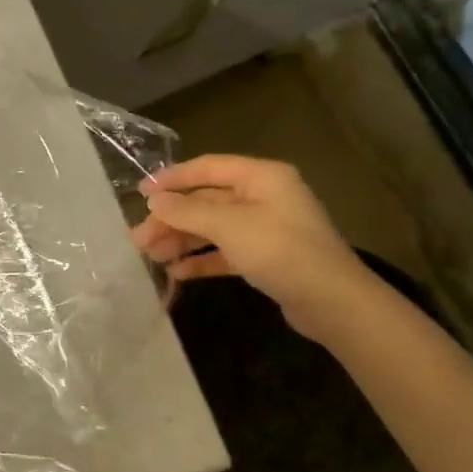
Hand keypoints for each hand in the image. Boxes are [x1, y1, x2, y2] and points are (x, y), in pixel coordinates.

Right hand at [132, 154, 368, 338]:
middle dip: (172, 219)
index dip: (173, 178)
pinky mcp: (267, 258)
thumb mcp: (230, 226)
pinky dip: (203, 260)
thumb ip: (188, 211)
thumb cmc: (281, 250)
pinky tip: (178, 272)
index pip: (208, 168)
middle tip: (139, 237)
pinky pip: (226, 252)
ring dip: (183, 240)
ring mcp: (266, 228)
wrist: (333, 302)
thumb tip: (154, 199)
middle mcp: (264, 197)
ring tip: (151, 256)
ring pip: (214, 228)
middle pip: (208, 201)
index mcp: (261, 177)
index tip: (141, 192)